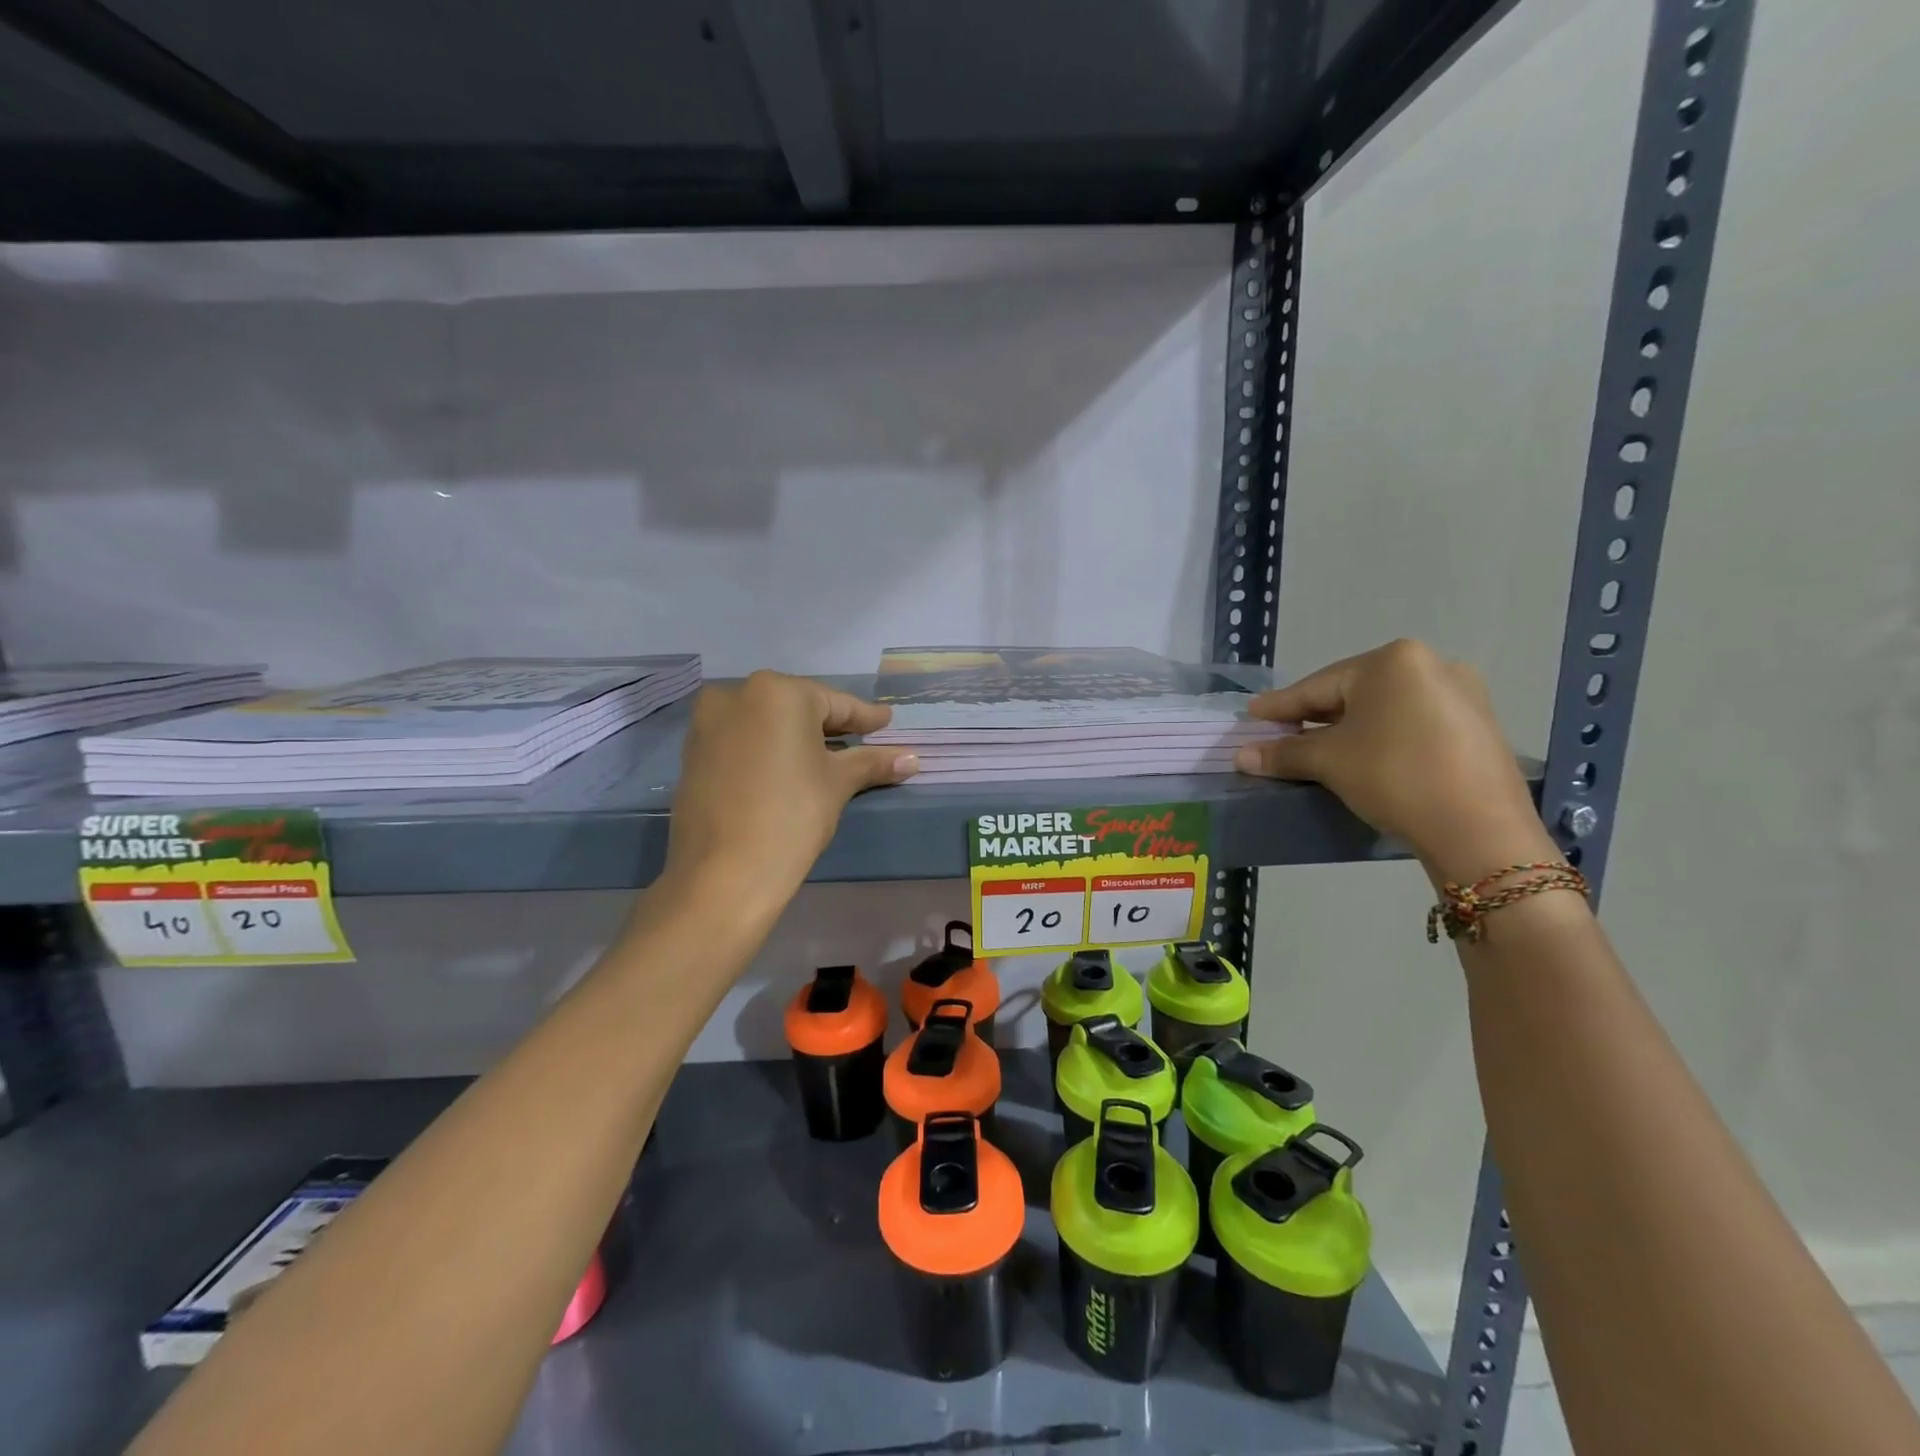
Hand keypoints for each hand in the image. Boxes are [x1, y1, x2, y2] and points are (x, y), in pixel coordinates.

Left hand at [666, 672, 918, 903]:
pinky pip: (743, 740)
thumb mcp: (837, 784)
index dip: (864, 717)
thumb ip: (872, 762)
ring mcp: (708, 724)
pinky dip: (768, 749)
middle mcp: (736, 694)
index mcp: (776, 692)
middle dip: (830, 726)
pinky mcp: (693, 753)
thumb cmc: (791, 816)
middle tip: (862, 739)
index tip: (886, 723)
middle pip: (797, 708)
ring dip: (797, 737)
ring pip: (766, 723)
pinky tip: (788, 769)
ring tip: (828, 756)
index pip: (834, 703)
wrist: (723, 874)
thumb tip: (913, 758)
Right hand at [1236, 639, 1554, 882]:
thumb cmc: (1394, 776)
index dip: (1280, 705)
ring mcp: (1461, 695)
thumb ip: (1283, 753)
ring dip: (1347, 729)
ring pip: (1384, 709)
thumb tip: (1241, 756)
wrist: (1479, 829)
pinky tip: (1365, 756)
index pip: (1318, 685)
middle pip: (1352, 693)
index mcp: (1392, 661)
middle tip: (1281, 734)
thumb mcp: (1329, 762)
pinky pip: (1412, 724)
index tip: (1251, 714)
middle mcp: (1431, 665)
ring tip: (1318, 748)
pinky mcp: (1476, 727)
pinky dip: (1381, 737)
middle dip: (1314, 717)